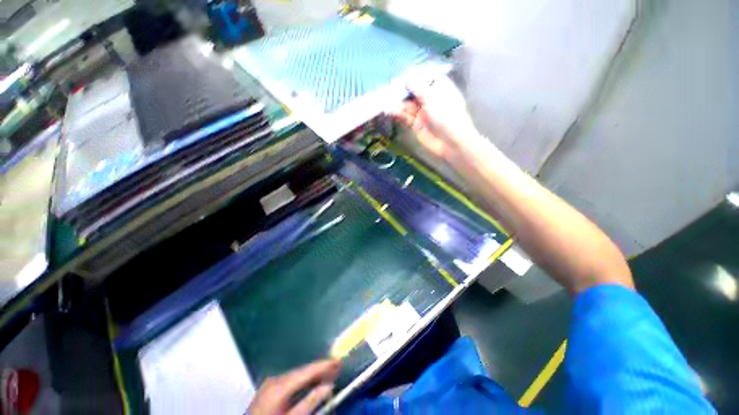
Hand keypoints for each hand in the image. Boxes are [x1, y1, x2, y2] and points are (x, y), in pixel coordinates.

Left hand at [248, 360, 339, 414]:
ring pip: (297, 375)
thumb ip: (310, 402)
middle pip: (302, 371)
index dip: (324, 365)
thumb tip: (329, 385)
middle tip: (337, 366)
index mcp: (280, 386)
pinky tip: (312, 382)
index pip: (307, 371)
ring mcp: (271, 383)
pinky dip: (303, 381)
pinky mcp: (269, 388)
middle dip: (320, 369)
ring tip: (329, 373)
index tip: (338, 361)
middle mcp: (275, 380)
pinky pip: (290, 380)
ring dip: (313, 374)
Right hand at [391, 76, 482, 158]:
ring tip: (386, 101)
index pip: (423, 77)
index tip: (400, 76)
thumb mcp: (433, 99)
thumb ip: (419, 87)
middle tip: (389, 89)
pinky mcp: (416, 124)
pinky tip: (390, 111)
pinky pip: (405, 117)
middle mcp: (429, 98)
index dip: (411, 76)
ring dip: (397, 103)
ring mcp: (422, 112)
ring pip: (407, 105)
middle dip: (401, 90)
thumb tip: (407, 76)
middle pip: (413, 91)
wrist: (451, 143)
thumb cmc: (447, 117)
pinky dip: (398, 114)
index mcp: (439, 87)